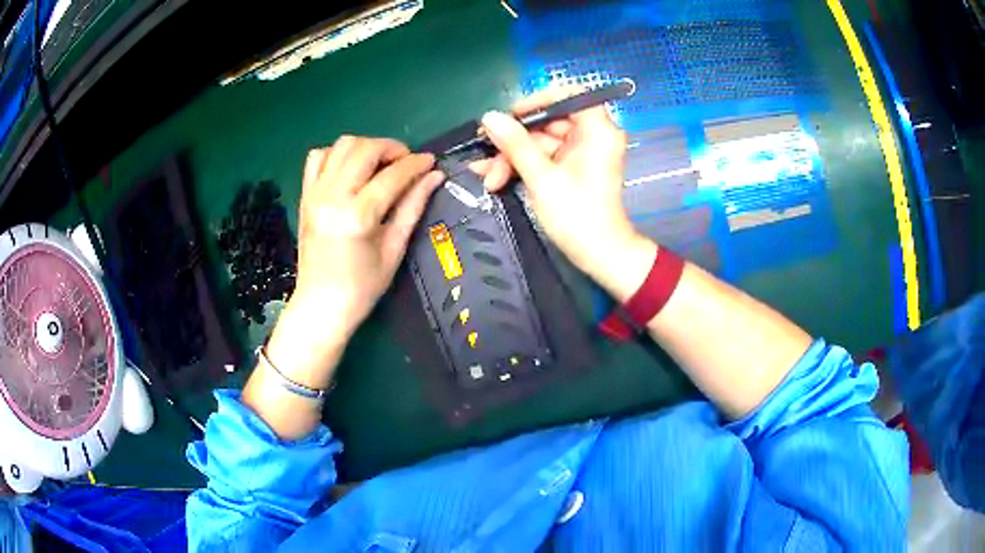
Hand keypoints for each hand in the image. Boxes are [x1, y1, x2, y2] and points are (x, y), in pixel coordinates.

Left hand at [266, 137, 443, 388]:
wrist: (321, 306)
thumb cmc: (362, 287)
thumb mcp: (394, 249)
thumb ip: (413, 207)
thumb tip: (435, 176)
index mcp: (357, 216)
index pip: (392, 175)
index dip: (416, 164)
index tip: (431, 161)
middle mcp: (332, 197)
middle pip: (365, 149)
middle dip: (392, 148)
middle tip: (406, 162)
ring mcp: (315, 194)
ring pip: (341, 145)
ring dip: (366, 147)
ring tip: (380, 164)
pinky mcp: (305, 196)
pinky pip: (318, 157)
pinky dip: (337, 154)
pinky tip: (351, 170)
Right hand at [473, 88, 655, 300]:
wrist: (598, 255)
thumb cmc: (577, 216)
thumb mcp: (541, 177)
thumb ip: (515, 144)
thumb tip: (489, 117)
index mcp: (597, 130)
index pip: (569, 95)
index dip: (538, 100)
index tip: (511, 115)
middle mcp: (591, 136)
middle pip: (547, 121)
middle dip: (514, 140)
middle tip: (486, 150)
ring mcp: (580, 153)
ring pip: (539, 142)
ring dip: (511, 158)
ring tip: (487, 176)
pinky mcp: (570, 168)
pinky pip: (542, 157)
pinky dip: (521, 166)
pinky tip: (495, 177)